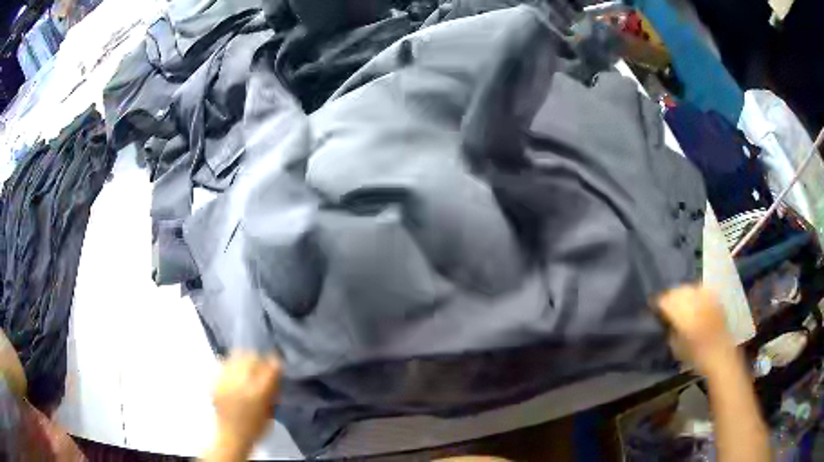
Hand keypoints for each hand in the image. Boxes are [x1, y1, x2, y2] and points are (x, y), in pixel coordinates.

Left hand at [211, 352, 281, 457]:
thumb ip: (272, 390)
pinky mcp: (214, 381)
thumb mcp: (271, 411)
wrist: (231, 436)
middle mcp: (241, 382)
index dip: (275, 362)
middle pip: (251, 356)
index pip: (270, 367)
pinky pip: (224, 363)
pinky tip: (233, 375)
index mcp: (258, 392)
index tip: (276, 363)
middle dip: (258, 359)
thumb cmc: (255, 427)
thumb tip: (274, 372)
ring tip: (246, 367)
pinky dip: (231, 365)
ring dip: (244, 359)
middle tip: (260, 365)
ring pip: (236, 355)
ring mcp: (225, 380)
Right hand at [656, 285, 735, 374]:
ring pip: (689, 287)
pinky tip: (692, 299)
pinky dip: (695, 292)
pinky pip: (701, 289)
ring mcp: (706, 298)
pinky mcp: (714, 298)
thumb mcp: (677, 347)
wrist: (720, 355)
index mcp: (683, 315)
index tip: (653, 306)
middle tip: (665, 303)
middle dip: (670, 295)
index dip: (658, 302)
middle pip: (678, 290)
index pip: (666, 300)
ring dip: (682, 292)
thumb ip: (670, 329)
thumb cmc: (696, 356)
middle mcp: (695, 301)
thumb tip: (665, 320)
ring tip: (678, 300)